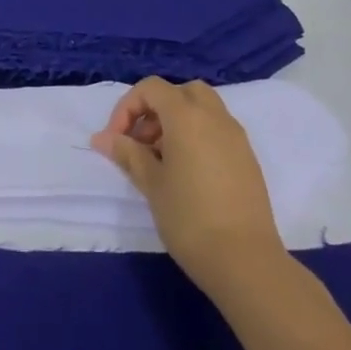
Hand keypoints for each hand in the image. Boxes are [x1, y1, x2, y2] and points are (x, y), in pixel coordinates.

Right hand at [91, 76, 286, 302]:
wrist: (244, 260)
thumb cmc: (188, 217)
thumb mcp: (150, 183)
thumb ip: (127, 153)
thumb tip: (102, 138)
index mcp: (187, 116)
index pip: (152, 88)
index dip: (127, 107)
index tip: (117, 139)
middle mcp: (215, 118)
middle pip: (182, 92)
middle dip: (157, 108)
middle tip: (142, 140)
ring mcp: (237, 138)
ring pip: (204, 109)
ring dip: (178, 121)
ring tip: (161, 159)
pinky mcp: (248, 160)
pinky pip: (218, 131)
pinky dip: (198, 136)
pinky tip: (186, 173)